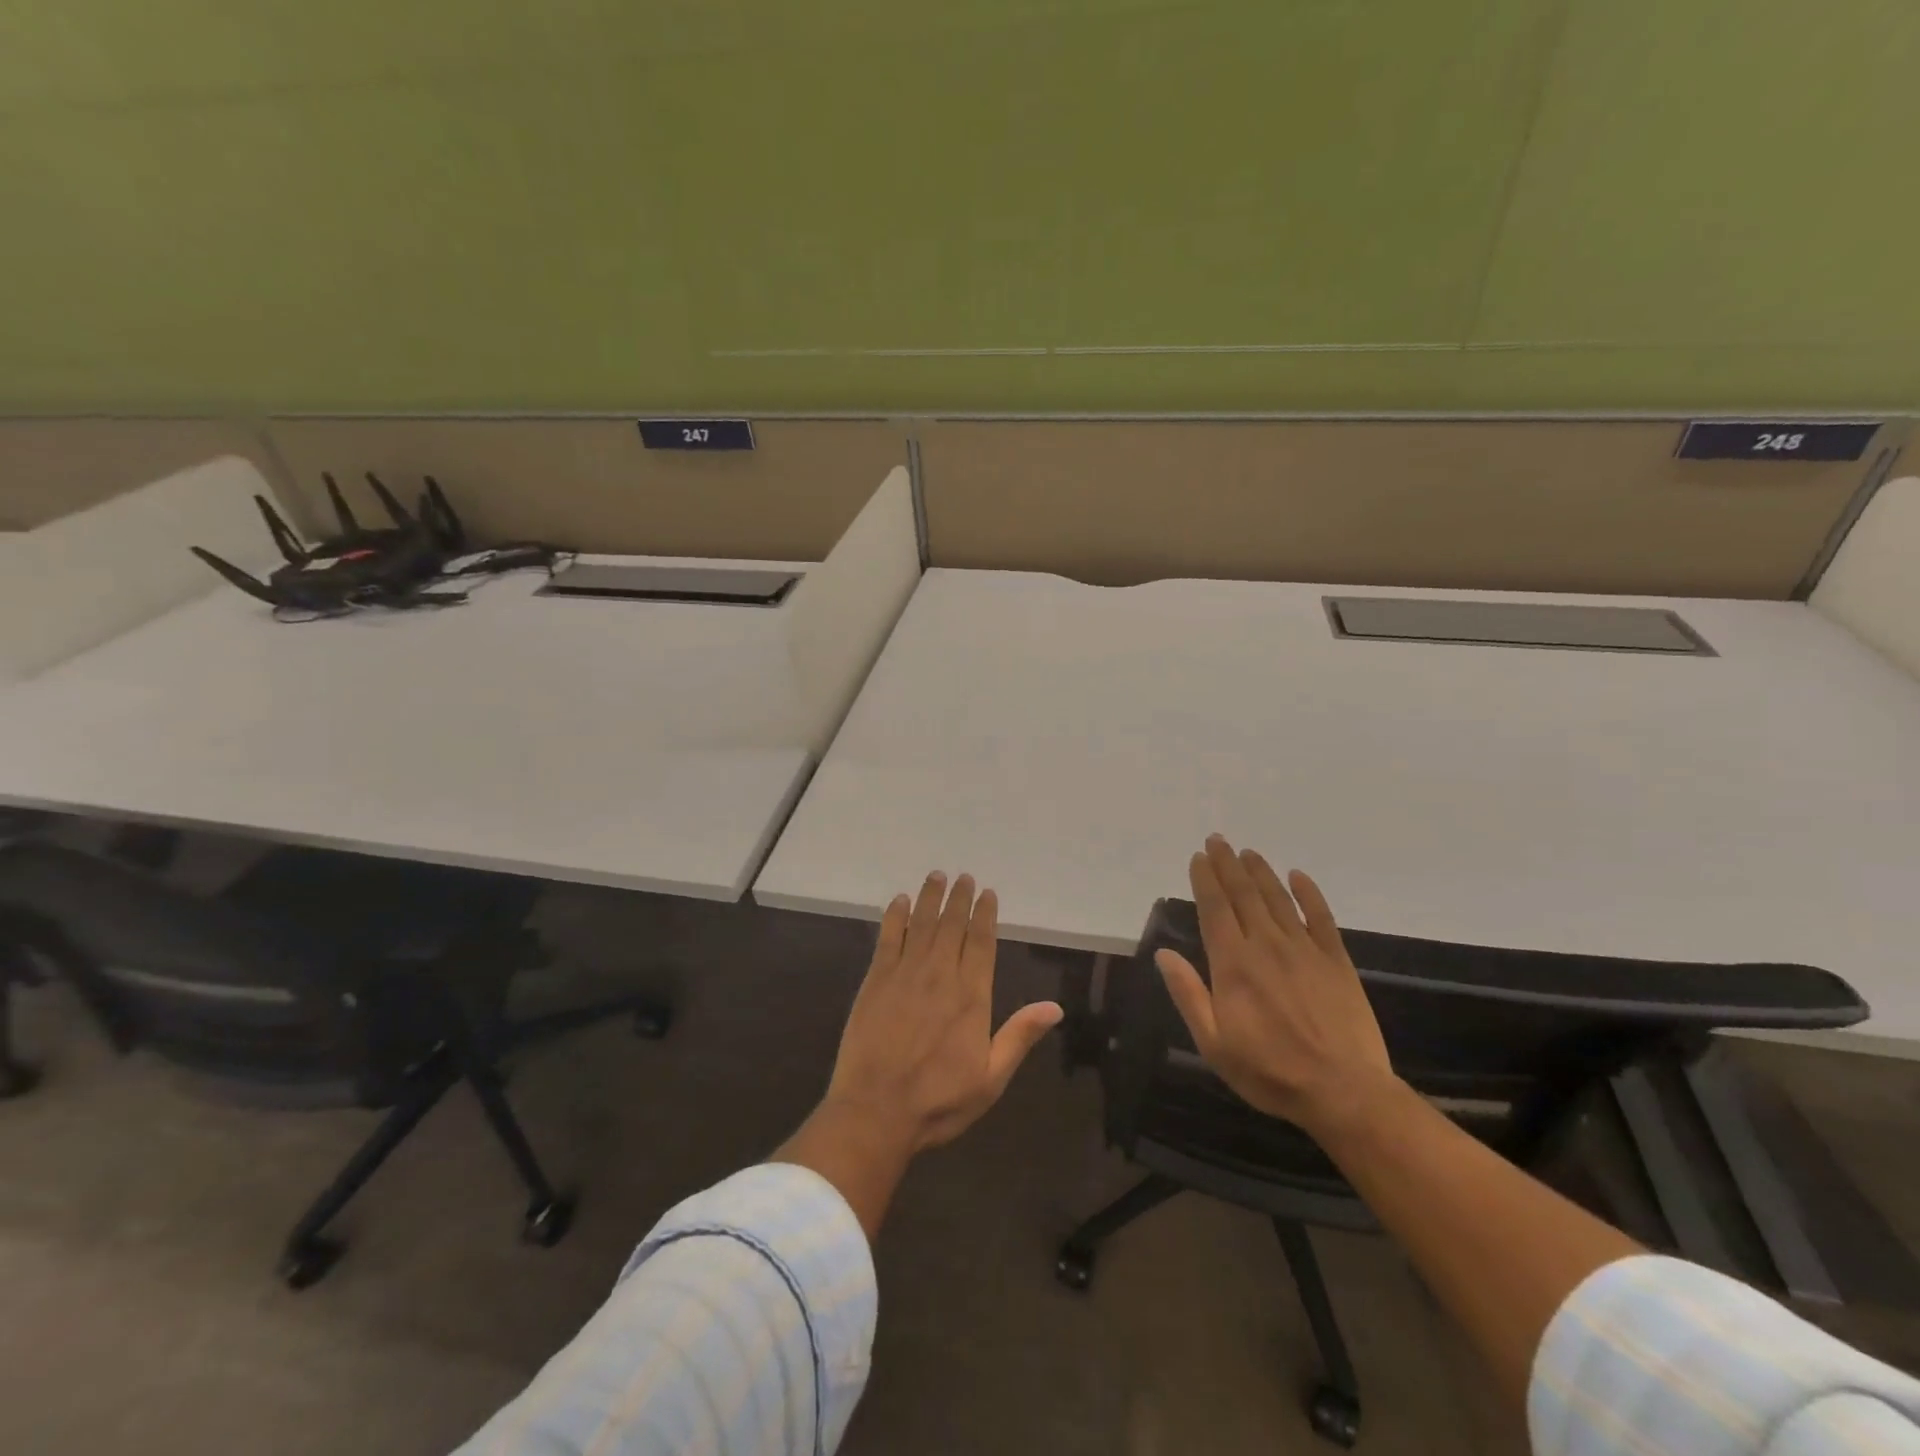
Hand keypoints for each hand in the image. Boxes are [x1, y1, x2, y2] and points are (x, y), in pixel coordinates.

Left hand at [825, 871, 1062, 1154]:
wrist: (875, 1112)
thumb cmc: (938, 1101)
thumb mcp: (991, 1079)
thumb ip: (1020, 1037)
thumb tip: (1055, 1007)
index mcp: (971, 997)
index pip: (981, 943)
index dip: (985, 916)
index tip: (987, 893)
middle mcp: (940, 975)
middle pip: (952, 926)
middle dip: (959, 899)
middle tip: (963, 876)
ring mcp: (905, 974)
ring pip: (922, 924)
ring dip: (931, 898)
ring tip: (937, 876)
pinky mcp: (876, 980)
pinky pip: (888, 938)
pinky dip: (895, 916)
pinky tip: (900, 901)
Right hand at [1155, 836, 1395, 1136]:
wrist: (1344, 1092)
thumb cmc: (1270, 1071)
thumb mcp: (1213, 1043)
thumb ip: (1188, 994)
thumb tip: (1163, 954)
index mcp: (1233, 963)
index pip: (1215, 908)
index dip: (1205, 879)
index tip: (1198, 857)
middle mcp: (1266, 945)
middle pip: (1243, 894)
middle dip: (1227, 864)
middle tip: (1218, 840)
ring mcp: (1304, 950)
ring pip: (1277, 899)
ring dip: (1260, 872)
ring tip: (1247, 852)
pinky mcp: (1336, 960)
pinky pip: (1321, 917)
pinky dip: (1309, 893)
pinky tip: (1298, 876)